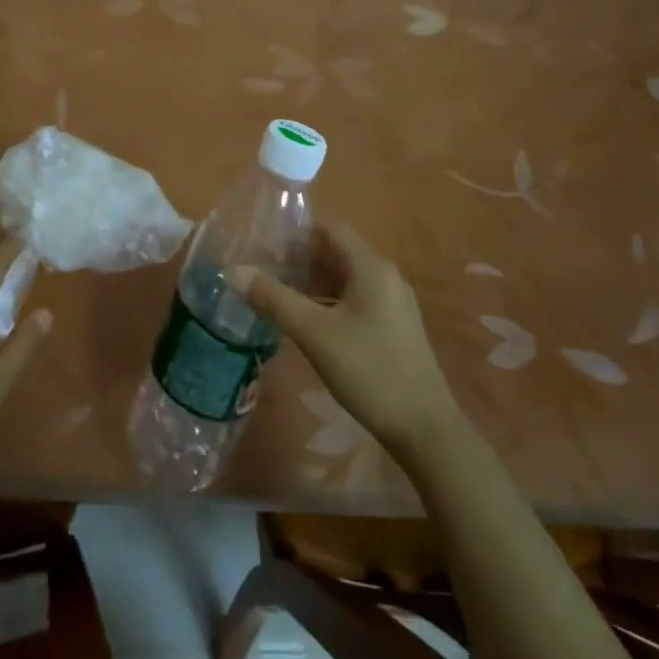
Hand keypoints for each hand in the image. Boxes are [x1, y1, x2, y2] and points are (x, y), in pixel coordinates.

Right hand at [229, 222, 459, 459]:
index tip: (263, 239)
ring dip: (312, 280)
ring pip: (345, 278)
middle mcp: (385, 276)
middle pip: (336, 252)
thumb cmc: (369, 370)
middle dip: (300, 257)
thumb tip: (232, 270)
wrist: (425, 430)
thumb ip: (273, 298)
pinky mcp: (394, 327)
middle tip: (262, 266)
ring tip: (276, 291)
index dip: (296, 230)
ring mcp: (393, 303)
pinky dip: (328, 300)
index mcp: (371, 267)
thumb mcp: (314, 333)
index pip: (329, 228)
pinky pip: (355, 299)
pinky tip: (305, 319)